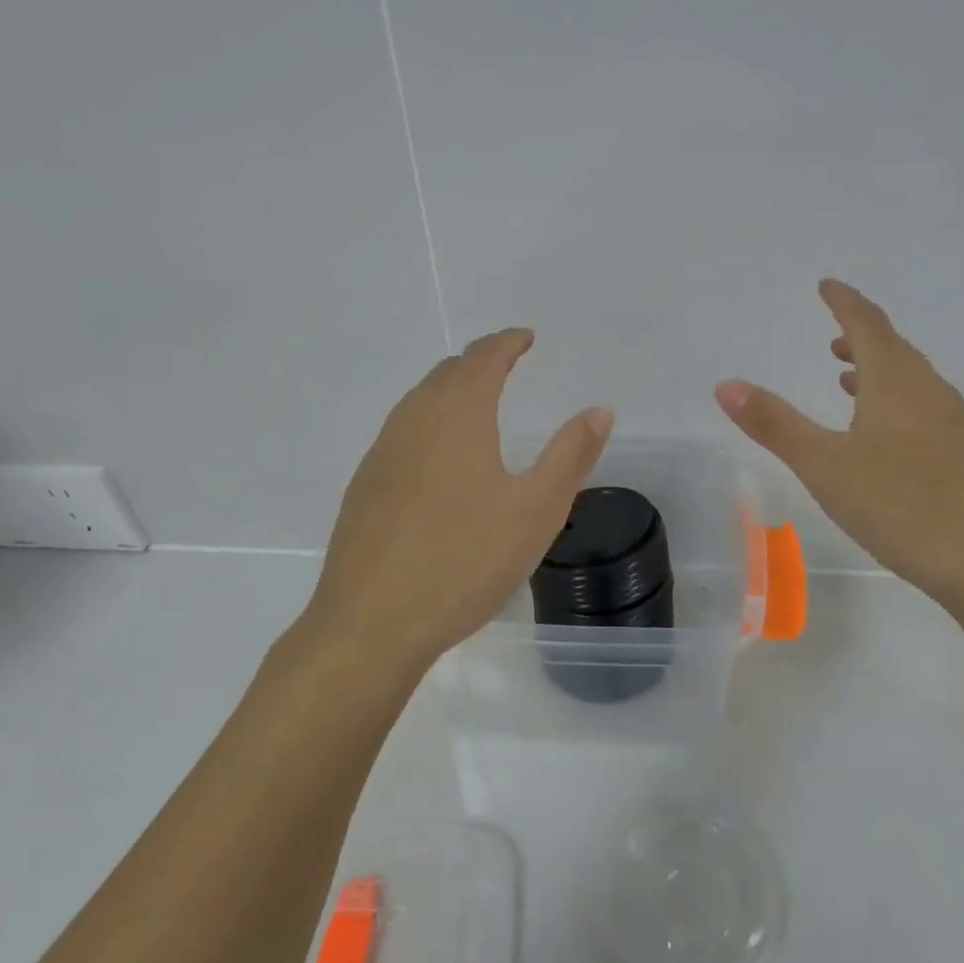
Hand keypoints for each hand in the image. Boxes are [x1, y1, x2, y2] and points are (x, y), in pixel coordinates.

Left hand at [309, 330, 612, 671]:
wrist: (369, 625)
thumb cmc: (464, 562)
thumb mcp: (536, 511)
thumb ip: (571, 455)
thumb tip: (600, 409)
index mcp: (457, 417)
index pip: (483, 358)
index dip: (507, 342)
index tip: (526, 337)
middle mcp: (413, 422)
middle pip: (447, 373)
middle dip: (479, 362)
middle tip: (506, 364)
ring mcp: (381, 454)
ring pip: (418, 401)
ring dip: (450, 389)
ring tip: (475, 402)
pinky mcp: (364, 487)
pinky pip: (401, 432)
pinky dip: (428, 421)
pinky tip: (437, 456)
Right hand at [716, 280, 963, 611]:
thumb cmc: (904, 507)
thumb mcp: (825, 466)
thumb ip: (775, 424)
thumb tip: (726, 384)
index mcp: (896, 383)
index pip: (867, 324)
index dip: (844, 301)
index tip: (826, 285)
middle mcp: (930, 393)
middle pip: (893, 349)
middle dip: (860, 335)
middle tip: (833, 332)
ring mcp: (954, 426)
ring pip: (910, 381)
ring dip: (877, 370)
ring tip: (847, 378)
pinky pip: (923, 409)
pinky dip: (894, 402)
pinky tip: (883, 436)